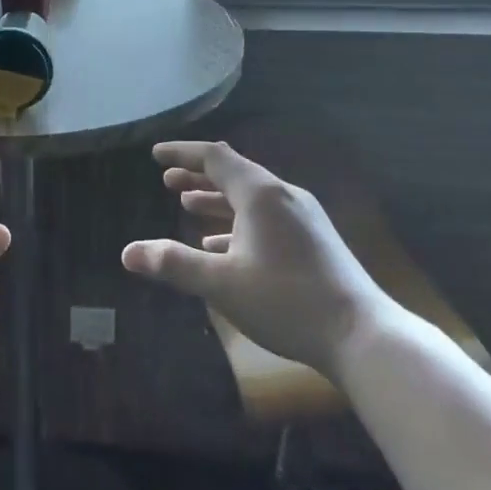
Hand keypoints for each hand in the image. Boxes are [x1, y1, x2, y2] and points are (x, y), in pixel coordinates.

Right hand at [121, 141, 393, 380]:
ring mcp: (303, 218)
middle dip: (198, 176)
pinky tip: (222, 246)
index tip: (155, 154)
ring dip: (217, 200)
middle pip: (234, 174)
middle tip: (167, 181)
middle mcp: (283, 196)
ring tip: (188, 206)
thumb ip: (173, 264)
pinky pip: (266, 219)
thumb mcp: (222, 284)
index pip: (215, 157)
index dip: (182, 153)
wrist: (363, 336)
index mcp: (261, 194)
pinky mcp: (314, 241)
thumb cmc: (287, 301)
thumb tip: (127, 253)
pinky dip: (238, 223)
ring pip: (251, 199)